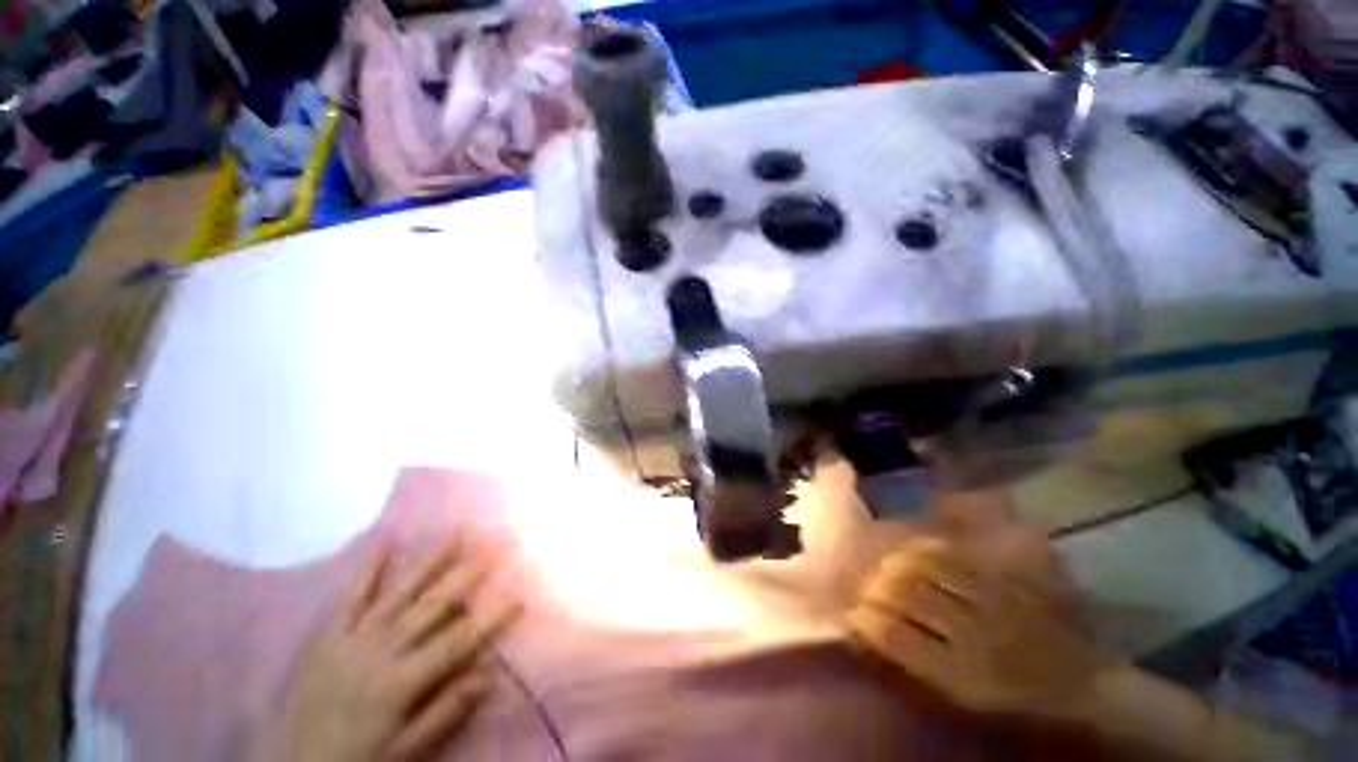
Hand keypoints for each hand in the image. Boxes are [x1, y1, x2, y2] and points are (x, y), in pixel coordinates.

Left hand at [276, 537, 518, 761]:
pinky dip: (369, 570)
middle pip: (434, 605)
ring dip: (431, 562)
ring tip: (457, 534)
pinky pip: (351, 597)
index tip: (519, 594)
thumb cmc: (359, 760)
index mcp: (403, 680)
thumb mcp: (407, 751)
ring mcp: (354, 637)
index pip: (459, 641)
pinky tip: (386, 542)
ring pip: (401, 592)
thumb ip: (445, 711)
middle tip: (495, 545)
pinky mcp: (330, 635)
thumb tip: (488, 673)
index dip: (491, 617)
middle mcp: (382, 649)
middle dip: (468, 574)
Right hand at [849, 536, 1109, 722]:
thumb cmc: (1014, 703)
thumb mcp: (963, 699)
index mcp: (962, 674)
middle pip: (905, 593)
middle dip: (873, 587)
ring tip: (883, 569)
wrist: (1084, 685)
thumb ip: (914, 662)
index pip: (893, 635)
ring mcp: (991, 601)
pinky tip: (912, 554)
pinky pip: (952, 555)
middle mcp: (974, 633)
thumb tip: (865, 630)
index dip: (863, 619)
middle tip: (862, 588)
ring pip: (924, 566)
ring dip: (894, 564)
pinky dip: (922, 550)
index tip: (849, 615)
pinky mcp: (1004, 580)